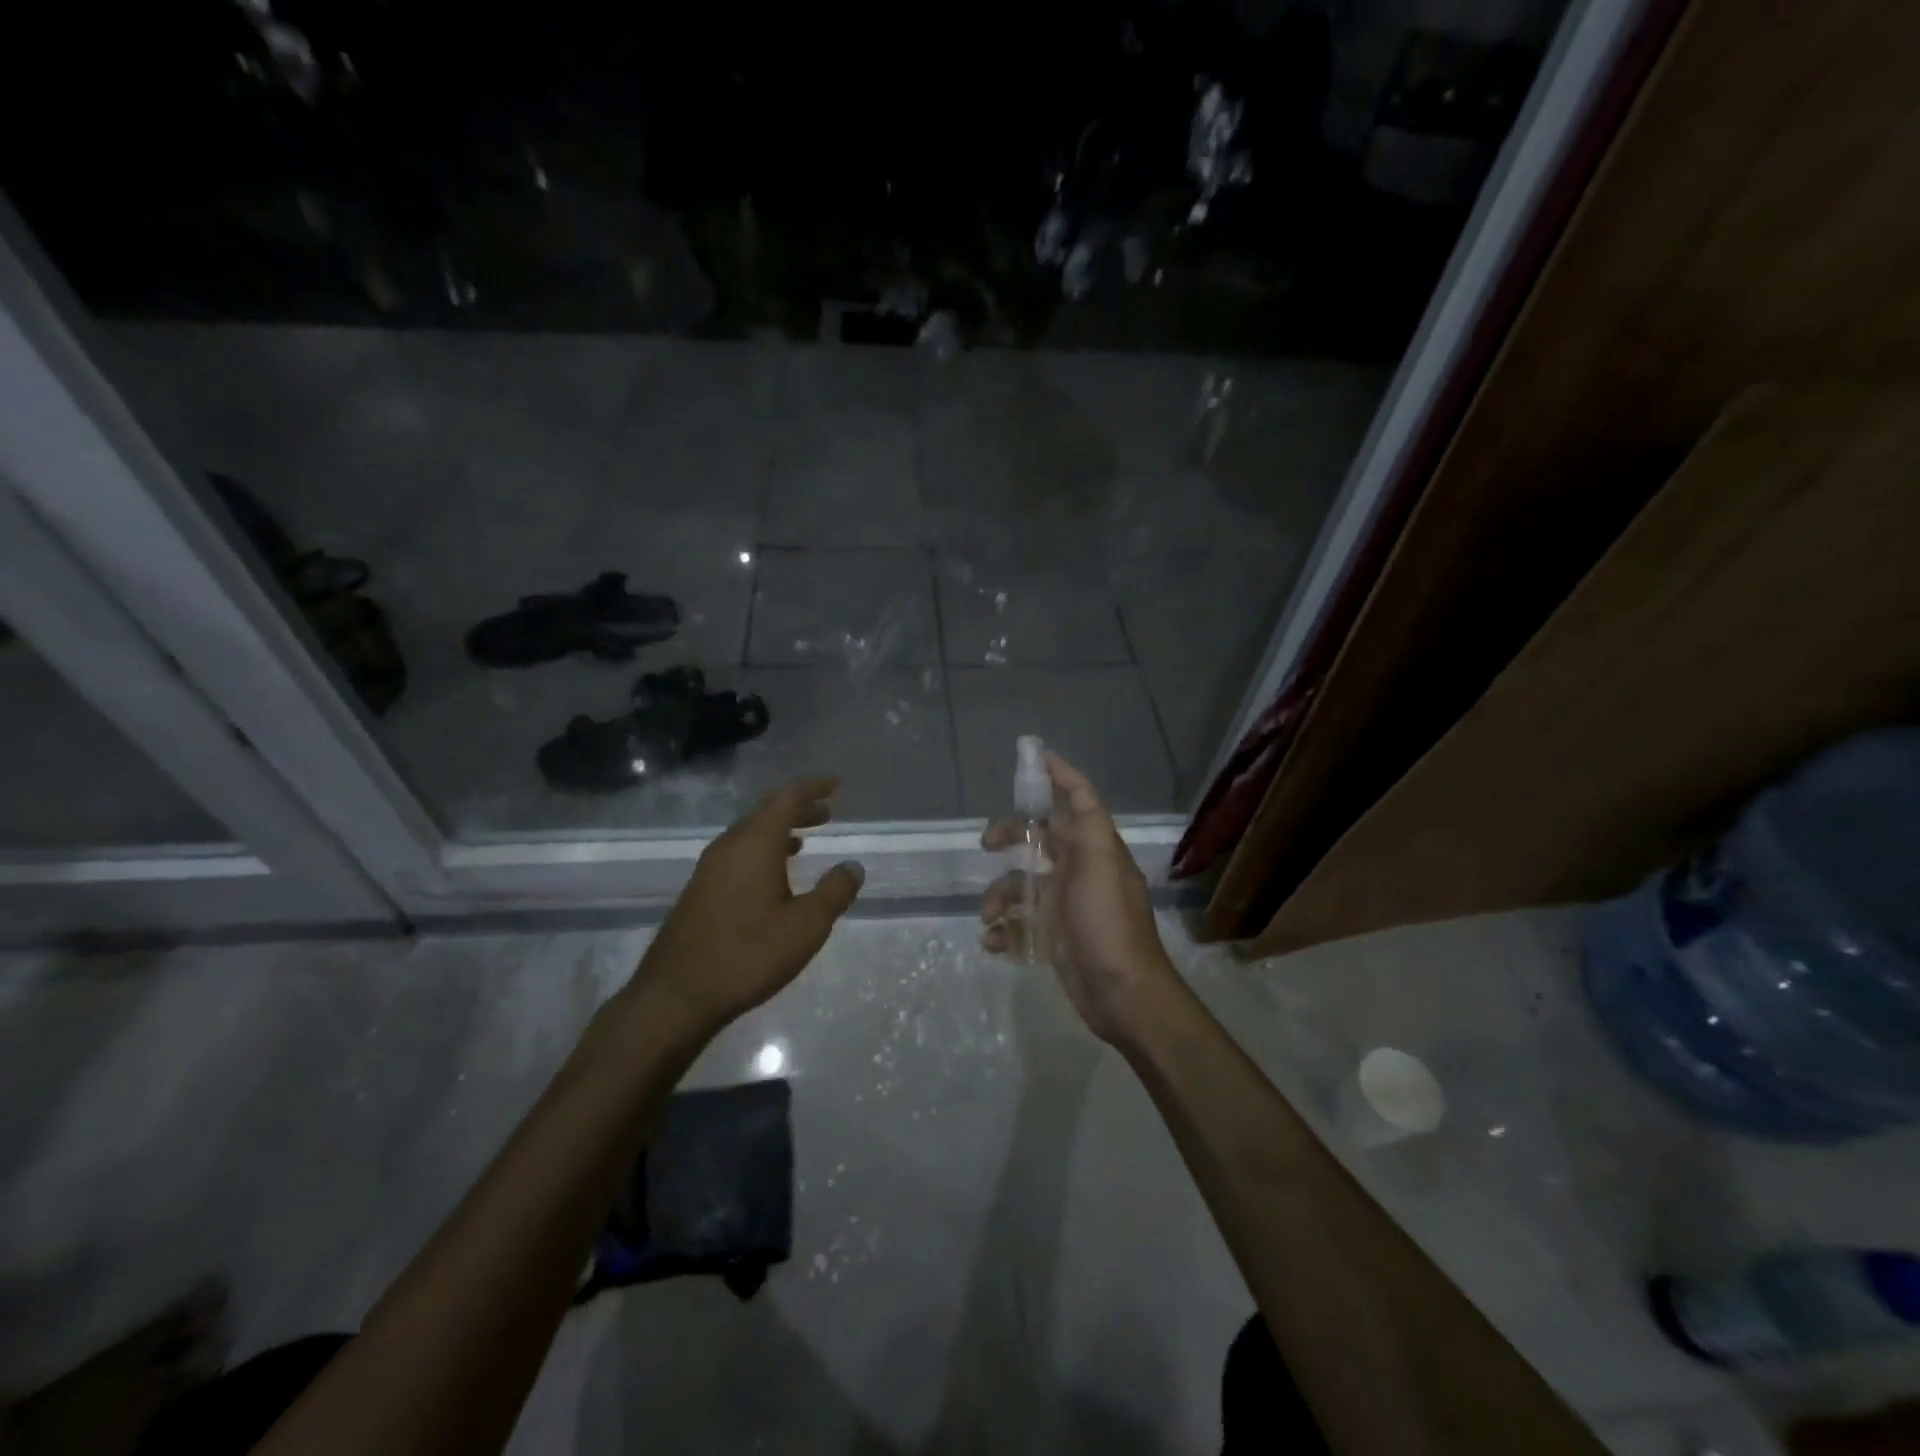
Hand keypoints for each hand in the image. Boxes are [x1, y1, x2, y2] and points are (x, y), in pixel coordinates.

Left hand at [628, 775, 863, 1039]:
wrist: (676, 995)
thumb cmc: (748, 954)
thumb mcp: (806, 926)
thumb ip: (834, 892)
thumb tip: (853, 867)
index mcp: (755, 844)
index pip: (786, 797)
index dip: (812, 787)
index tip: (835, 784)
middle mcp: (729, 846)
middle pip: (766, 812)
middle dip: (798, 808)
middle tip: (827, 812)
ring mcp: (709, 868)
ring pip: (750, 833)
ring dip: (780, 830)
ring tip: (805, 839)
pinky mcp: (700, 890)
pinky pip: (738, 854)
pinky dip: (762, 850)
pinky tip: (773, 875)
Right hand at [980, 751, 1178, 1045]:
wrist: (1122, 994)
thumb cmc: (1109, 924)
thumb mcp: (1102, 864)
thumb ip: (1088, 823)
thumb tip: (1069, 786)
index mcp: (1095, 849)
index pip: (1079, 800)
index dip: (1059, 776)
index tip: (1033, 757)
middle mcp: (1081, 871)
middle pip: (1040, 838)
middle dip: (1011, 835)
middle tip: (987, 843)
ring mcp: (1066, 905)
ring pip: (1021, 883)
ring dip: (999, 895)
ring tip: (989, 917)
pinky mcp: (1054, 937)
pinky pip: (1019, 923)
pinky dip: (1004, 929)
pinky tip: (996, 942)